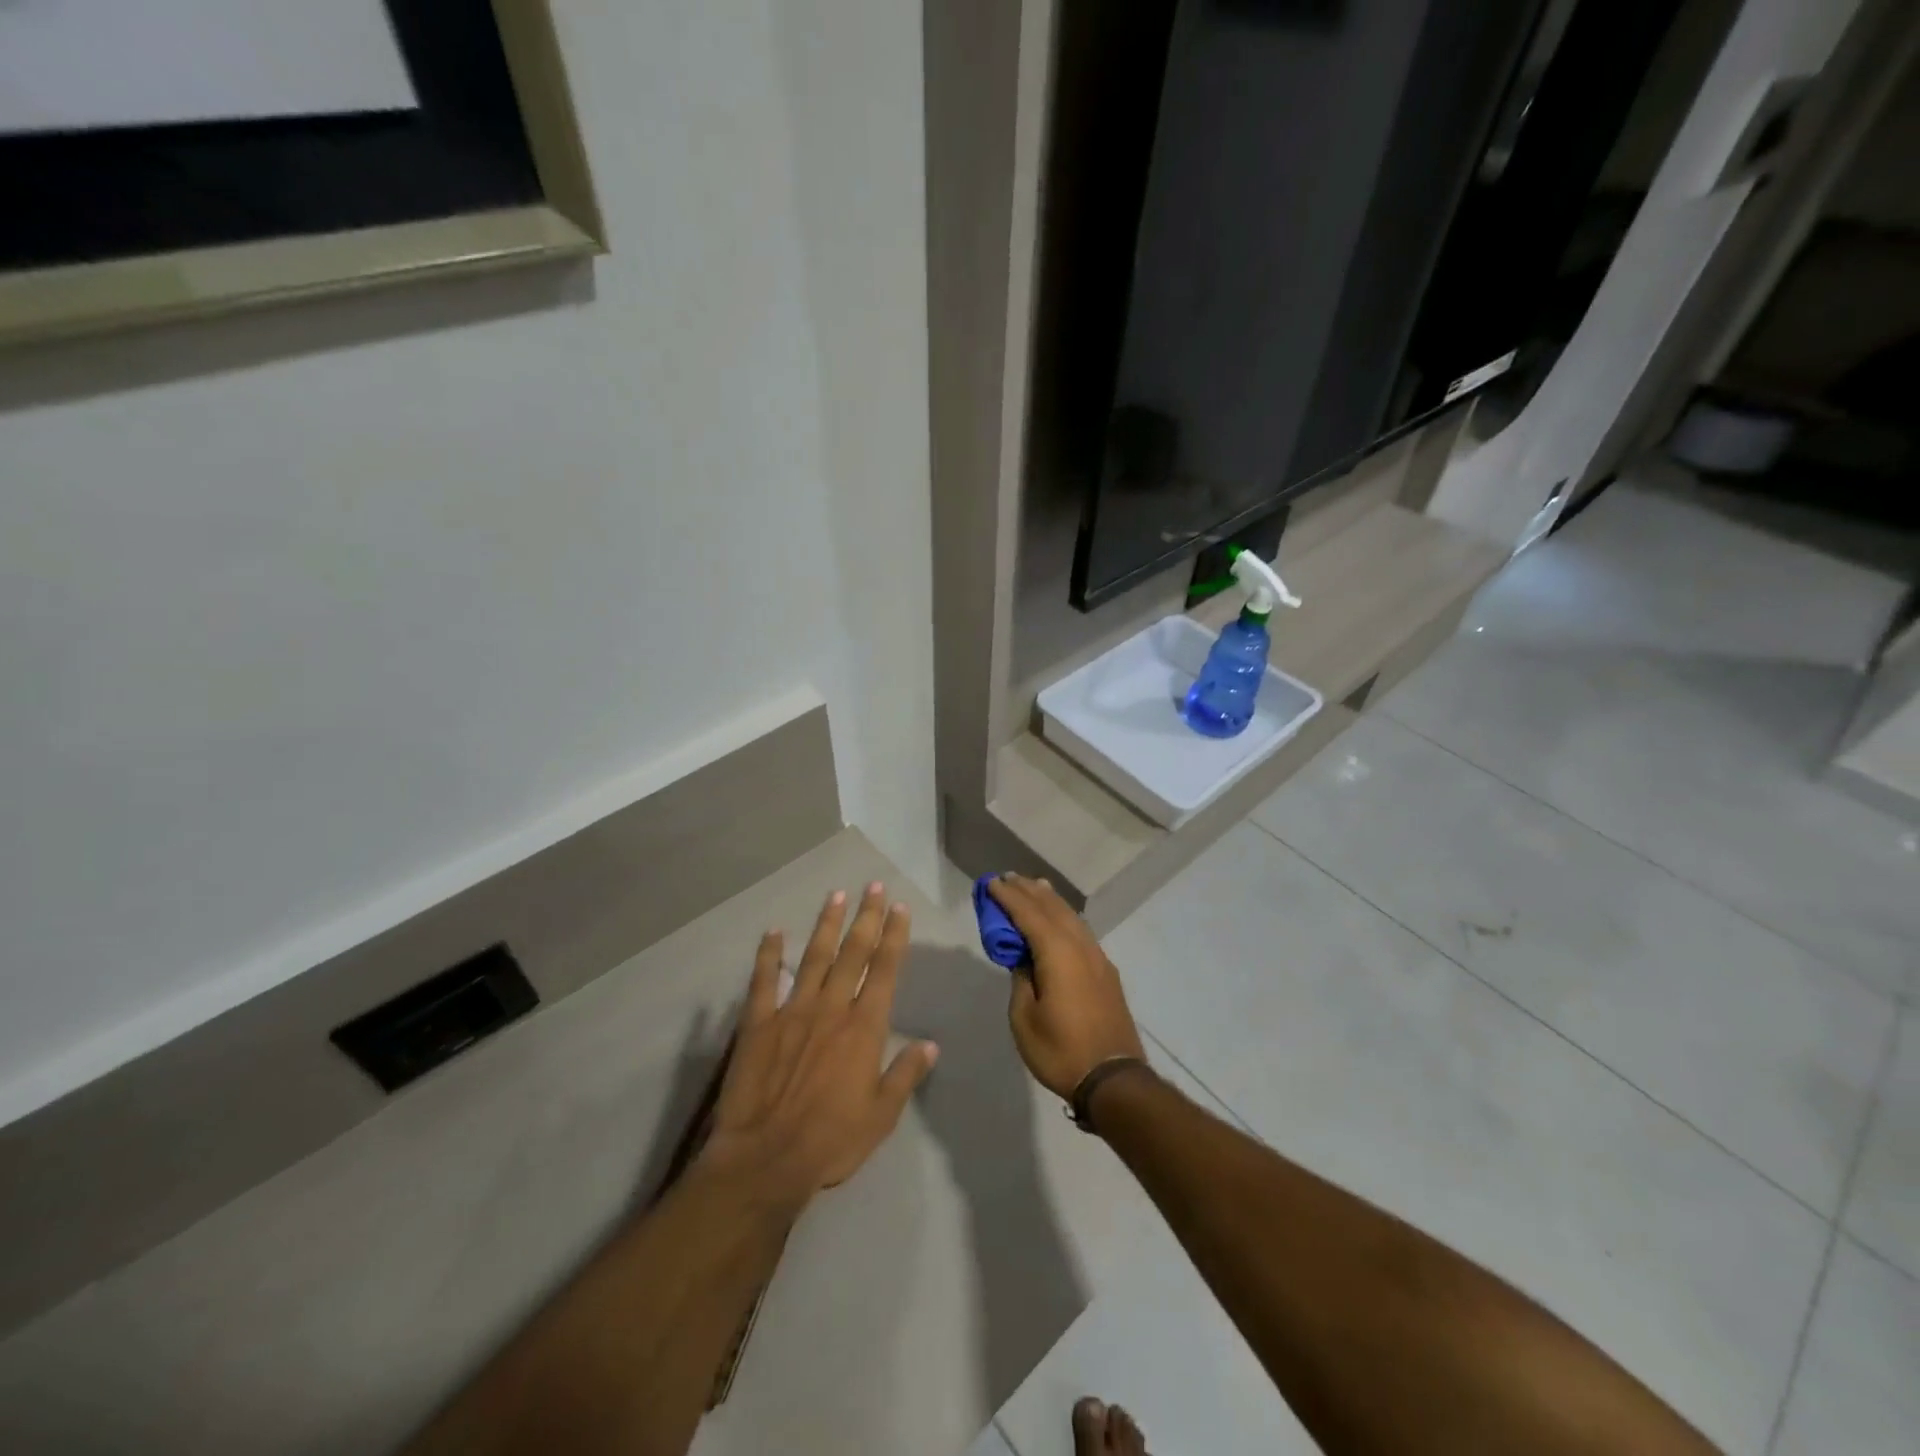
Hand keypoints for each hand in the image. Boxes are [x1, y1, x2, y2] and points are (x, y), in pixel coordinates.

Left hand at [700, 884, 938, 1208]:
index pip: (884, 970)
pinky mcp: (758, 1023)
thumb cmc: (831, 1141)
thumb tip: (930, 1044)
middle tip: (872, 886)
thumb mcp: (881, 1115)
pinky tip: (773, 932)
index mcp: (864, 1027)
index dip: (893, 936)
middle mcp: (831, 1008)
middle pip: (852, 953)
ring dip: (826, 925)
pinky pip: (764, 981)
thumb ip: (905, 1074)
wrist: (765, 1159)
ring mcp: (792, 1011)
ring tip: (835, 895)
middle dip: (865, 917)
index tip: (899, 908)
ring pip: (814, 957)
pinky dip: (768, 955)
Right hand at [988, 873, 1146, 1100]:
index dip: (1008, 897)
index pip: (1029, 914)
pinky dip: (1065, 917)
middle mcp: (1080, 947)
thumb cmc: (1061, 1050)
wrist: (1114, 1079)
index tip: (991, 883)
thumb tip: (1023, 958)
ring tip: (1034, 887)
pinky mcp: (1106, 972)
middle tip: (1008, 877)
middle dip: (1029, 891)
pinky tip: (1060, 920)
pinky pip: (1081, 931)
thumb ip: (1021, 980)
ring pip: (1071, 917)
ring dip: (1050, 900)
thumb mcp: (1025, 1018)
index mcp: (1058, 953)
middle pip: (1052, 908)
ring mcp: (1098, 958)